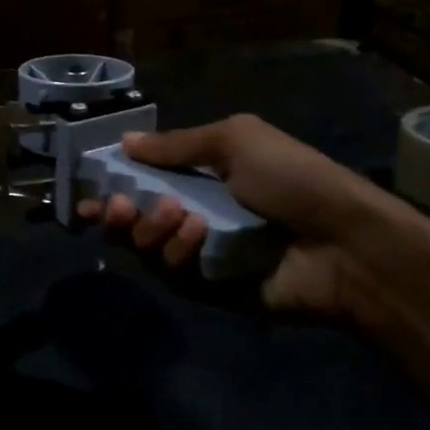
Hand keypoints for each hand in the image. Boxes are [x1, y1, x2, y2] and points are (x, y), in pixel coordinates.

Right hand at [77, 113, 429, 319]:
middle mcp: (193, 214)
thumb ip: (176, 145)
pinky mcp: (209, 289)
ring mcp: (200, 254)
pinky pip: (171, 275)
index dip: (111, 186)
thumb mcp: (235, 141)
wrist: (346, 243)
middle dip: (118, 212)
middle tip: (119, 207)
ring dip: (152, 230)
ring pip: (145, 248)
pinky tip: (198, 239)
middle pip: (132, 220)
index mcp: (200, 177)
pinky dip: (177, 254)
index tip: (84, 192)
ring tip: (180, 217)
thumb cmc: (292, 179)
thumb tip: (125, 140)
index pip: (141, 182)